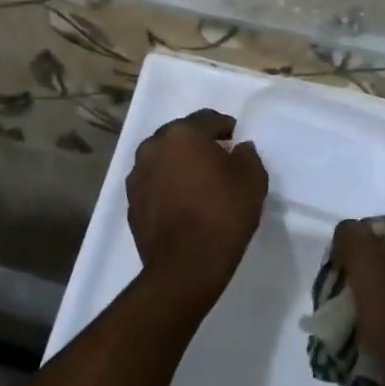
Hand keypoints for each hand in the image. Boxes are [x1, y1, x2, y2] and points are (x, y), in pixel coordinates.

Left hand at [126, 108, 268, 313]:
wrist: (186, 266)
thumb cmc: (223, 214)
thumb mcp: (253, 179)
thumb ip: (247, 155)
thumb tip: (239, 149)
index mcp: (182, 134)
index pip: (208, 119)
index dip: (226, 128)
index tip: (237, 143)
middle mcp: (153, 147)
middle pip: (181, 136)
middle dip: (199, 145)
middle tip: (219, 161)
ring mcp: (137, 176)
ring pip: (164, 160)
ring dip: (180, 165)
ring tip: (199, 184)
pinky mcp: (131, 203)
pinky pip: (154, 184)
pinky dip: (168, 187)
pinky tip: (183, 204)